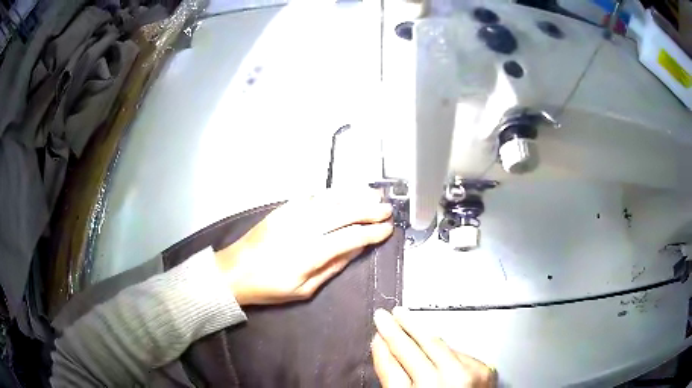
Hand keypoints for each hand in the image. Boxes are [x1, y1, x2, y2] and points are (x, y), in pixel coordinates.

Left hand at [215, 189, 393, 304]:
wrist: (233, 272)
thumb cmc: (268, 288)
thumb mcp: (303, 290)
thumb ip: (332, 267)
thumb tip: (356, 250)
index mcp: (310, 253)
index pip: (350, 238)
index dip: (372, 232)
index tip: (388, 229)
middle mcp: (303, 229)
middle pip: (343, 213)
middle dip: (369, 210)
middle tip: (387, 209)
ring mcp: (291, 215)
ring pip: (329, 200)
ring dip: (353, 195)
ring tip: (372, 194)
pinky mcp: (281, 209)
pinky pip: (309, 196)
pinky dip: (329, 192)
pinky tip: (342, 191)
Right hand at [372, 308, 496, 387]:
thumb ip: (394, 379)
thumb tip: (385, 351)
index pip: (391, 367)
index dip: (381, 349)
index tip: (376, 334)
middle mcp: (442, 384)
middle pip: (412, 349)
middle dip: (396, 330)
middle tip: (385, 316)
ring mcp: (467, 374)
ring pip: (437, 344)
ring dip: (418, 330)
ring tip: (405, 318)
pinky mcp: (484, 369)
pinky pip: (457, 351)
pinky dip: (443, 347)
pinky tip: (433, 340)